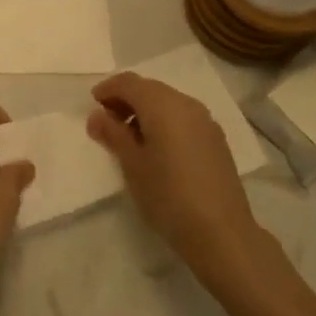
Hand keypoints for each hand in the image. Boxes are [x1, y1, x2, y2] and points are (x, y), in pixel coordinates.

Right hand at [87, 72, 266, 282]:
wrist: (221, 233)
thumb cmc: (168, 195)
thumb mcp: (132, 164)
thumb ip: (113, 134)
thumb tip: (97, 116)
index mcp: (162, 105)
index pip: (129, 82)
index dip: (108, 89)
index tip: (93, 105)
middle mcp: (186, 104)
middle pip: (149, 88)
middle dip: (126, 99)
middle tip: (108, 122)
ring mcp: (205, 121)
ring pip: (168, 102)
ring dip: (145, 110)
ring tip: (130, 138)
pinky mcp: (216, 139)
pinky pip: (183, 117)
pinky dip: (164, 121)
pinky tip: (157, 148)